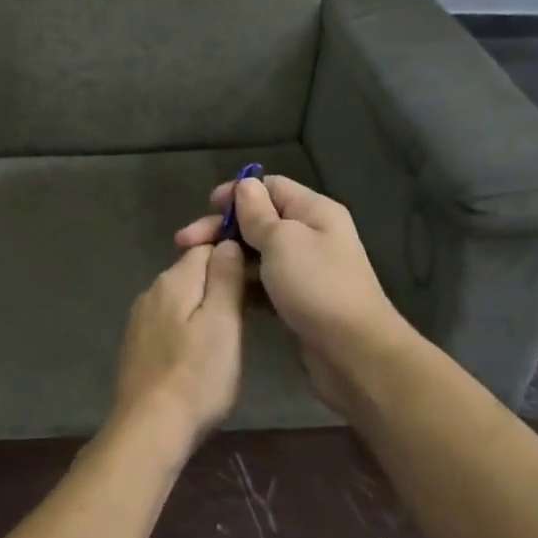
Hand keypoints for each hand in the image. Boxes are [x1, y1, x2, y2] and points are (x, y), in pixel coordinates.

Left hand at [110, 241, 245, 453]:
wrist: (150, 429)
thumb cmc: (197, 377)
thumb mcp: (223, 324)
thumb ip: (225, 278)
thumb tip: (227, 242)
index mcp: (173, 280)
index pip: (206, 248)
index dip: (233, 254)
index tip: (258, 276)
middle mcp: (151, 292)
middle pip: (192, 272)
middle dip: (220, 282)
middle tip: (252, 308)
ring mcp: (140, 320)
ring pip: (181, 298)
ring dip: (205, 306)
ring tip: (232, 332)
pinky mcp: (137, 345)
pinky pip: (170, 321)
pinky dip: (188, 327)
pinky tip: (201, 351)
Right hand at [176, 176, 403, 420]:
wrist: (353, 352)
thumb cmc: (316, 286)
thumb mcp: (282, 241)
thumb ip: (258, 214)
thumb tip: (245, 185)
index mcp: (314, 211)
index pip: (271, 187)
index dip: (237, 193)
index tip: (206, 207)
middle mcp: (312, 235)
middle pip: (260, 220)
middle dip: (223, 228)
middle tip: (184, 243)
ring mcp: (305, 270)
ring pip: (258, 253)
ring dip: (229, 257)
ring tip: (196, 268)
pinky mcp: (297, 300)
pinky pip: (263, 282)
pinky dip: (242, 283)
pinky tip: (218, 291)